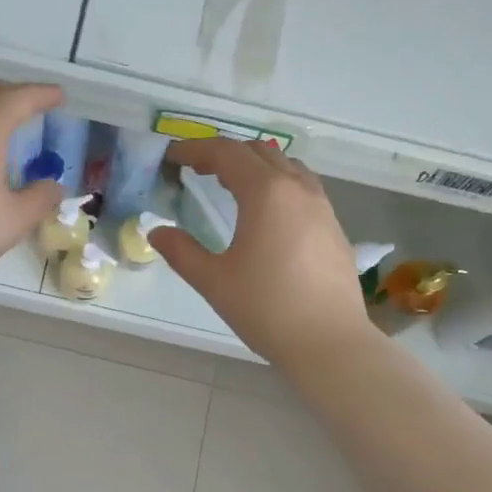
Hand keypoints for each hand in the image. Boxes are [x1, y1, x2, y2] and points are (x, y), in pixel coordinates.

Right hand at [151, 139, 377, 368]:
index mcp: (266, 193)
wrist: (329, 342)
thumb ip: (182, 252)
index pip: (226, 153)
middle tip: (195, 169)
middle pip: (258, 151)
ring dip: (254, 165)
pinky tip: (266, 212)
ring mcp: (322, 206)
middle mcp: (297, 188)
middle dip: (224, 153)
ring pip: (285, 166)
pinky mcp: (333, 227)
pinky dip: (276, 184)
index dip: (195, 149)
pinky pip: (302, 187)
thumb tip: (158, 232)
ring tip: (230, 185)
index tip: (171, 157)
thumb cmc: (266, 308)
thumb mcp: (214, 281)